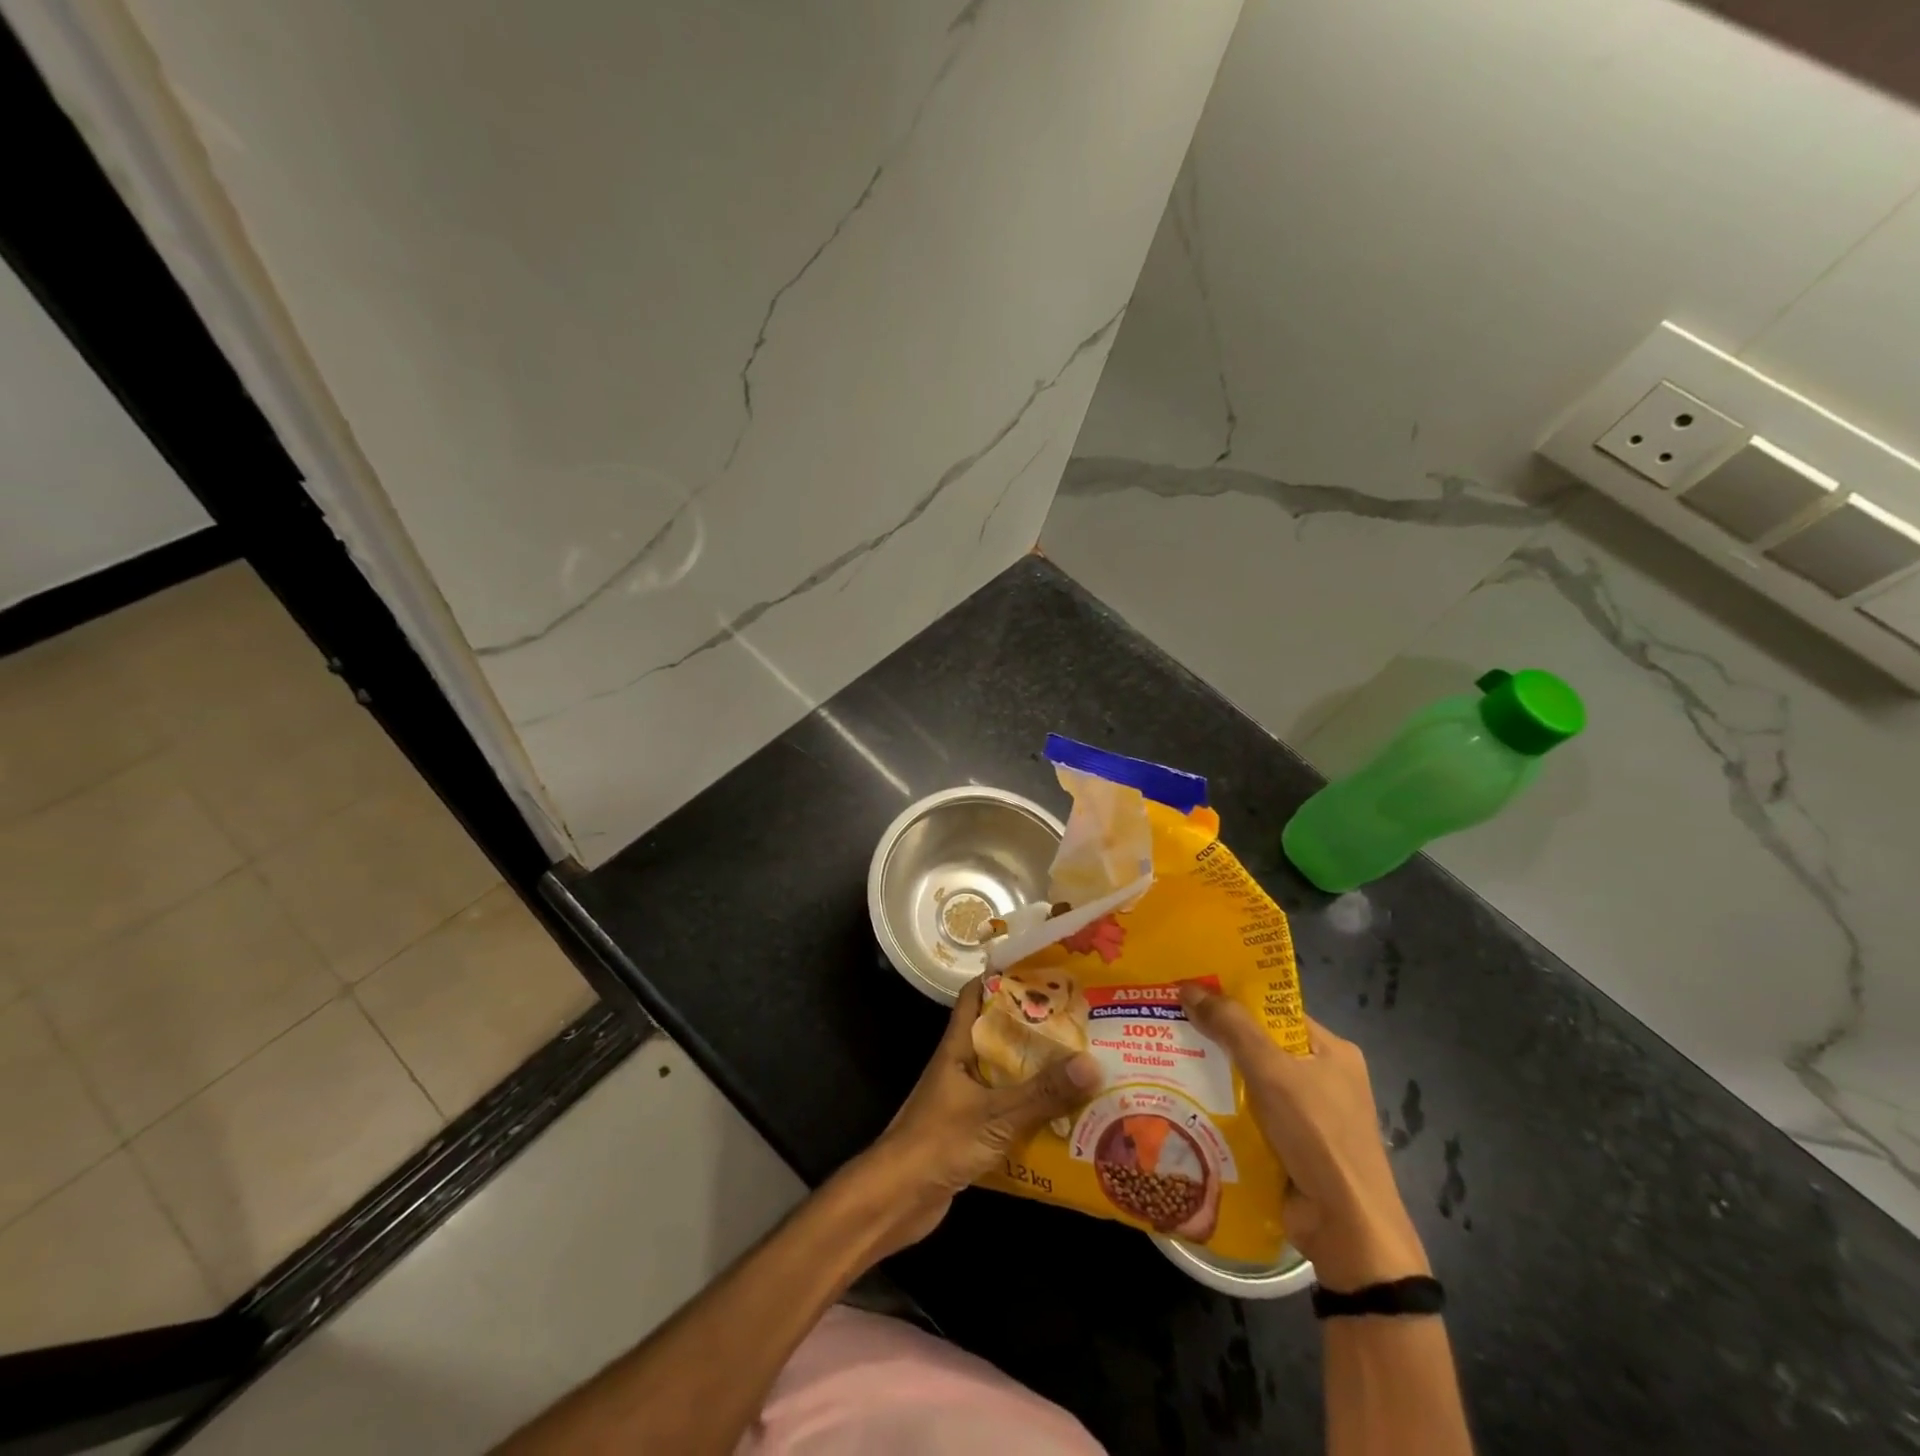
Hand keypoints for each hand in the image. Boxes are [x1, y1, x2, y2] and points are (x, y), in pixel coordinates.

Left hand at [845, 977, 1101, 1255]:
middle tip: (1079, 1023)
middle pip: (999, 1036)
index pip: (975, 995)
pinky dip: (1031, 1113)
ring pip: (1005, 1076)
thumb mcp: (996, 1115)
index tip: (1042, 971)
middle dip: (1035, 1029)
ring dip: (1037, 1074)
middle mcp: (961, 1066)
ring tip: (1082, 1067)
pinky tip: (1064, 1120)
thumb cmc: (938, 1142)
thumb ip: (1042, 1093)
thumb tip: (1092, 1064)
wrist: (896, 1200)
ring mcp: (964, 1100)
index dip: (1003, 978)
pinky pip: (1007, 1112)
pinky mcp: (970, 1132)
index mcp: (958, 1047)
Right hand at [1180, 984, 1427, 1290]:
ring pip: (1250, 1083)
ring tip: (1165, 1058)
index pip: (1275, 1012)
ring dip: (1215, 1076)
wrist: (1347, 1229)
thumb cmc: (1318, 1135)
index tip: (1190, 991)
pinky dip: (1222, 1110)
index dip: (1234, 999)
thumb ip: (1231, 1026)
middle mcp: (1322, 1078)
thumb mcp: (1271, 1070)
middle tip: (1168, 1023)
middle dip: (1216, 1038)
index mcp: (1331, 1051)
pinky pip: (1249, 1116)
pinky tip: (1185, 1102)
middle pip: (1259, 1046)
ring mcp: (1307, 1117)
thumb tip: (1188, 986)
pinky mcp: (1291, 1148)